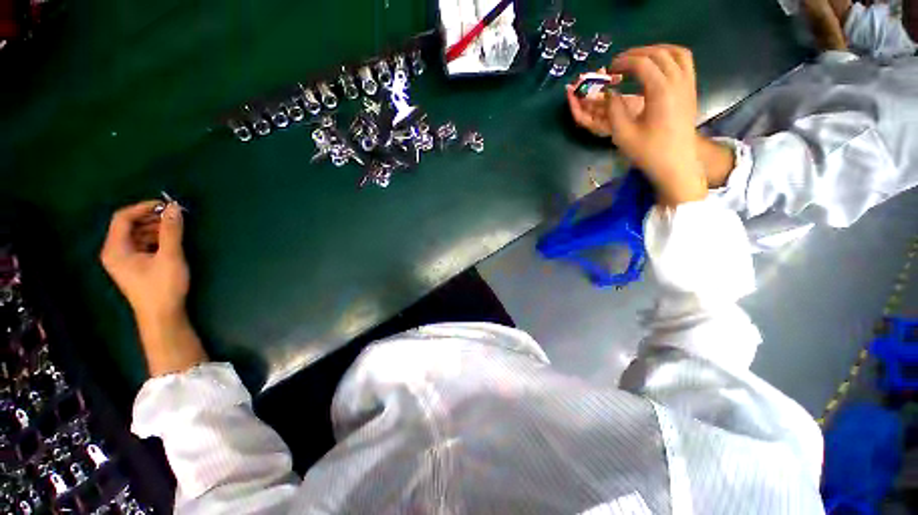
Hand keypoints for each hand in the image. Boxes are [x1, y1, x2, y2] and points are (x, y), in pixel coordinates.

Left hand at [100, 201, 188, 325]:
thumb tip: (175, 208)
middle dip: (151, 218)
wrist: (162, 316)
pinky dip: (155, 239)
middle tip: (174, 217)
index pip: (123, 218)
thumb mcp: (170, 256)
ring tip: (175, 229)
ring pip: (136, 235)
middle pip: (129, 225)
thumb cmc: (162, 286)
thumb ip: (171, 231)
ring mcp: (123, 260)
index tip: (167, 206)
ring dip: (155, 228)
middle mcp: (115, 252)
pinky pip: (141, 245)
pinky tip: (169, 242)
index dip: (144, 208)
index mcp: (115, 249)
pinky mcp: (134, 266)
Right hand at [568, 45, 706, 205]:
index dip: (623, 62)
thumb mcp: (623, 135)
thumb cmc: (648, 152)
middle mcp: (678, 81)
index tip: (609, 70)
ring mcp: (688, 84)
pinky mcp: (691, 90)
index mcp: (661, 92)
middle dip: (636, 54)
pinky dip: (669, 55)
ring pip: (675, 52)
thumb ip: (613, 110)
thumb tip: (609, 93)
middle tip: (618, 63)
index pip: (642, 63)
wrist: (676, 164)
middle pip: (658, 53)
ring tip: (638, 59)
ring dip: (654, 50)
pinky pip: (685, 61)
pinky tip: (658, 65)